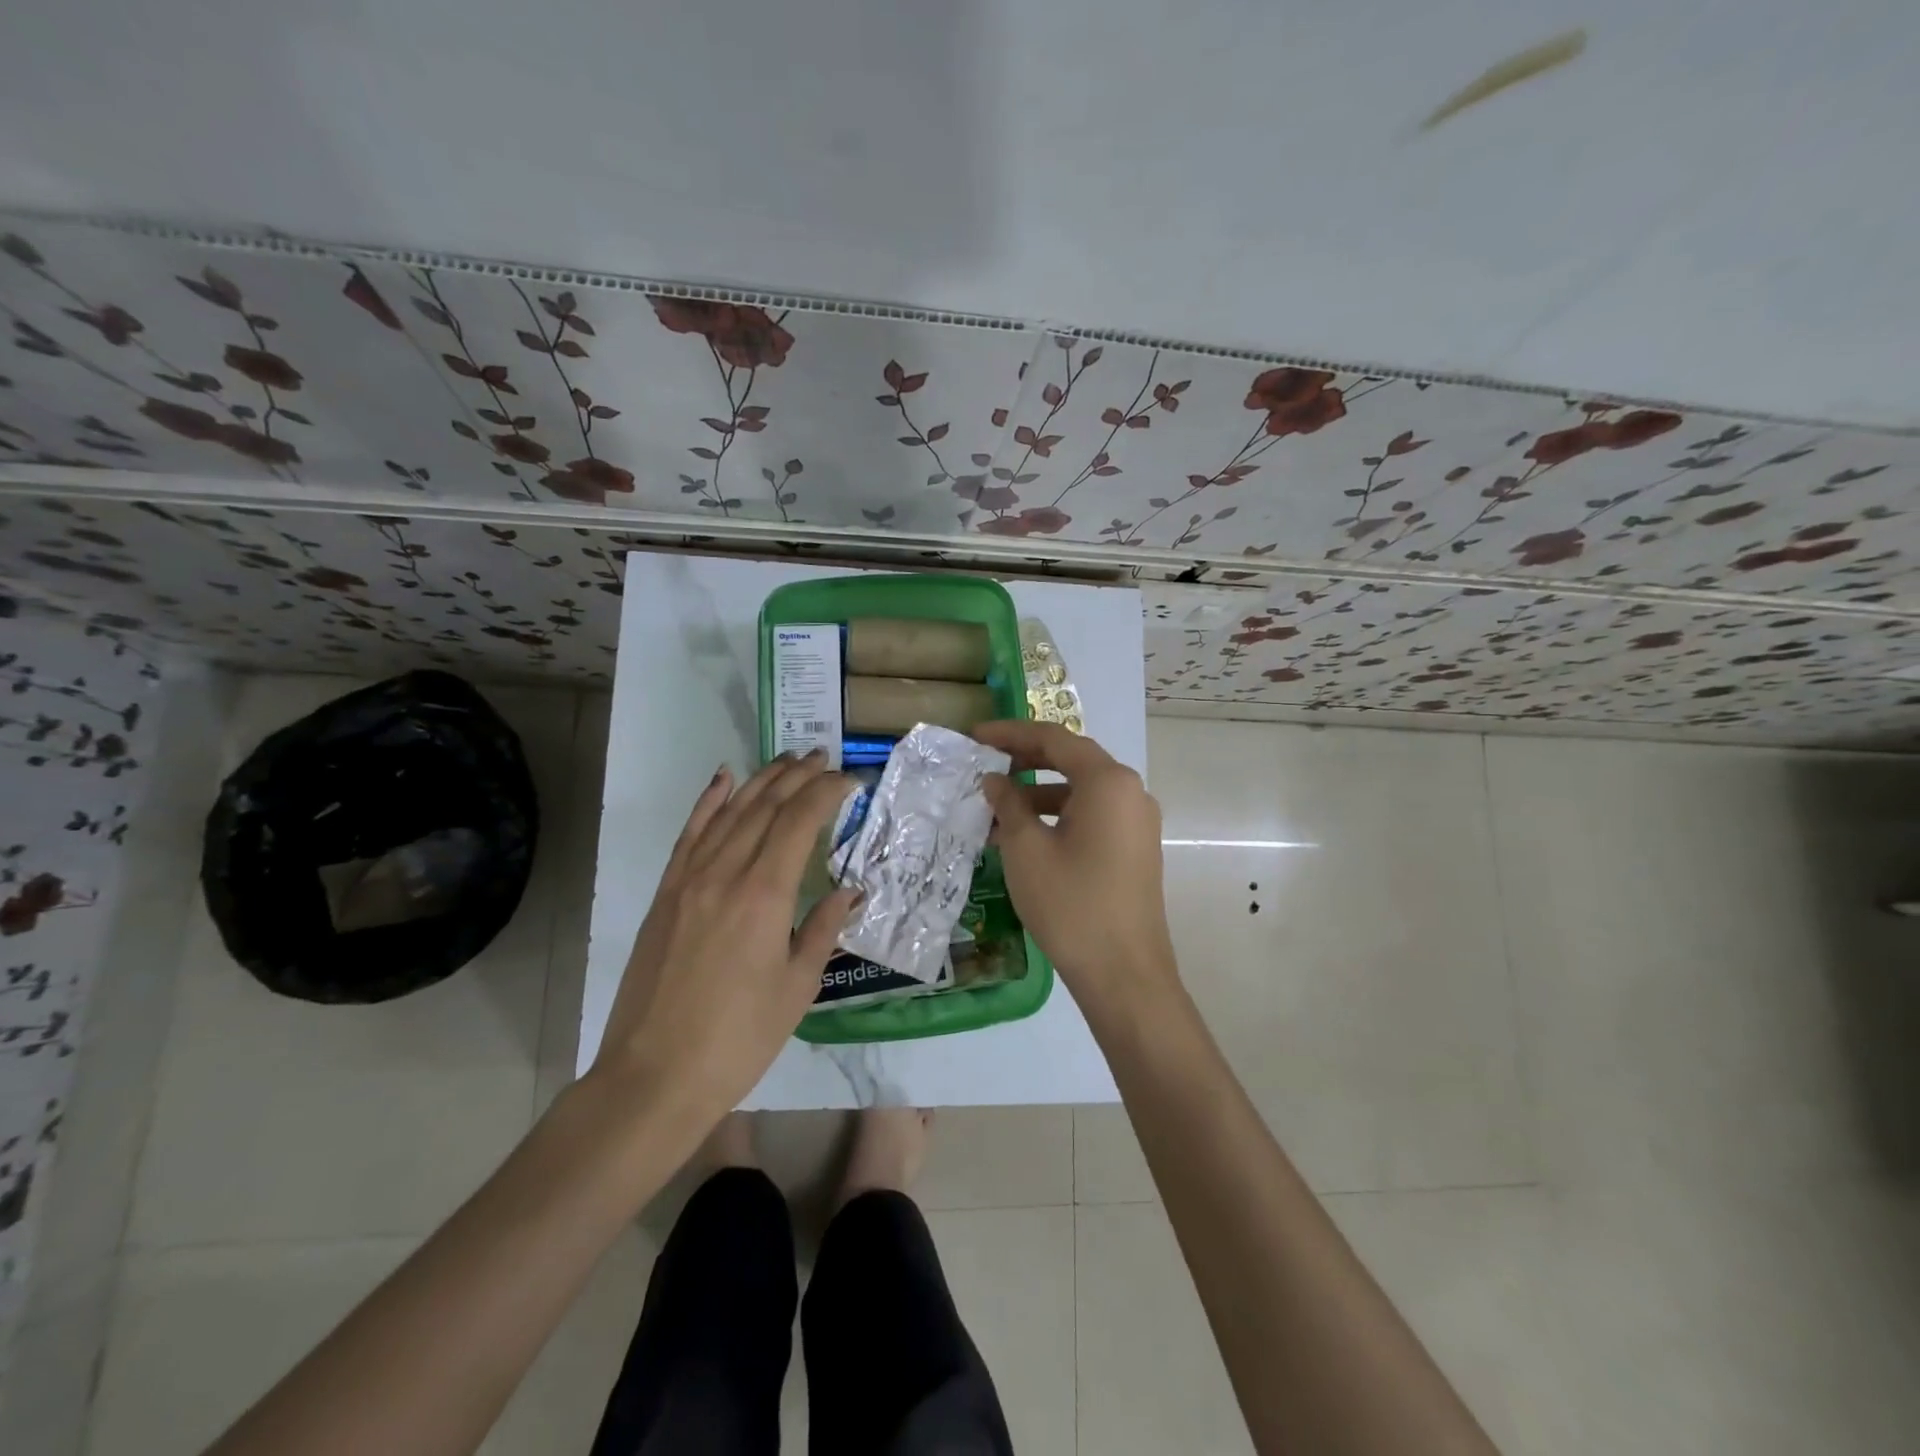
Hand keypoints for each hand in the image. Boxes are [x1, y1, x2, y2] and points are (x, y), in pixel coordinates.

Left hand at [592, 750, 857, 1131]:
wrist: (654, 1076)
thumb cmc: (739, 1038)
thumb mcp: (797, 987)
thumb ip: (823, 929)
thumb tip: (849, 891)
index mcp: (764, 894)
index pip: (799, 821)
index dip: (826, 792)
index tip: (850, 780)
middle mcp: (725, 873)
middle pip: (764, 807)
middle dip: (797, 776)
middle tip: (823, 758)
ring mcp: (688, 880)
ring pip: (728, 812)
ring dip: (760, 780)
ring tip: (787, 759)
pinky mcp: (665, 894)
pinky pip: (689, 835)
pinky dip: (708, 801)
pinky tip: (723, 779)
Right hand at [974, 720, 1179, 1009]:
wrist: (1124, 974)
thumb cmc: (1071, 904)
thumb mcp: (1026, 849)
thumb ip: (1008, 803)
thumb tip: (994, 780)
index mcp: (1108, 781)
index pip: (1054, 739)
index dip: (1011, 734)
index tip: (975, 737)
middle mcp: (1130, 792)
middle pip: (1071, 761)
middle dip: (1024, 761)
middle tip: (984, 766)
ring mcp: (1137, 822)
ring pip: (1080, 792)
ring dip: (1037, 795)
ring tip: (994, 811)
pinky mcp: (1134, 849)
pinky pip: (1092, 817)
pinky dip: (1057, 818)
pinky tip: (1023, 839)